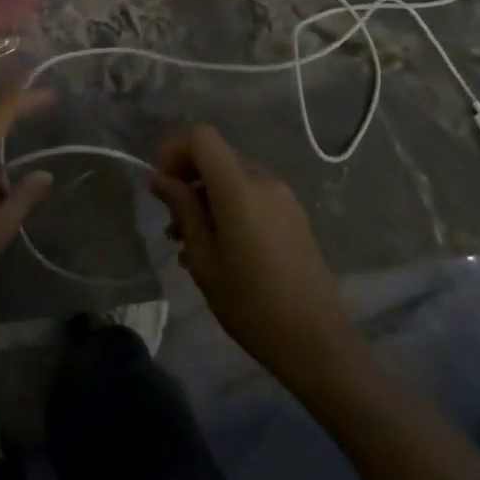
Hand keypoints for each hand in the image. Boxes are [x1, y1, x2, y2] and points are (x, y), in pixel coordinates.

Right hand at [150, 124, 351, 372]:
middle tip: (172, 223)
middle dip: (188, 178)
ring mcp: (283, 197)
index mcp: (239, 188)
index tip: (162, 184)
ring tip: (191, 242)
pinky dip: (229, 207)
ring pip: (233, 177)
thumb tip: (161, 179)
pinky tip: (221, 248)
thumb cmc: (252, 305)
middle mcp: (263, 181)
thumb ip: (183, 211)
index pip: (201, 136)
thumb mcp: (205, 261)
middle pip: (216, 156)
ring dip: (207, 196)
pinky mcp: (294, 215)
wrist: (318, 343)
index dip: (175, 149)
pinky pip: (253, 195)